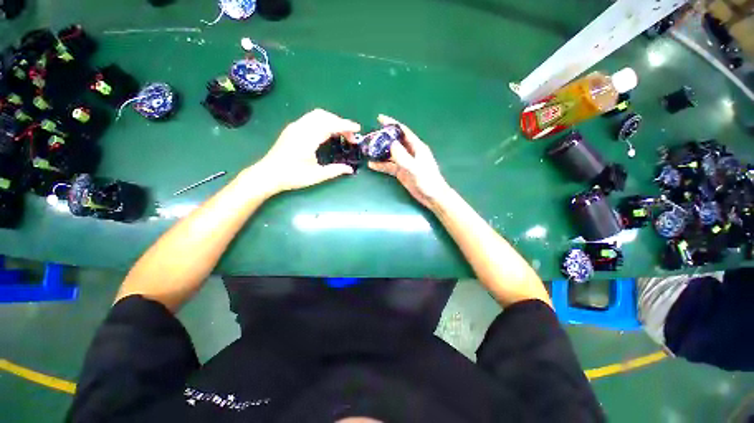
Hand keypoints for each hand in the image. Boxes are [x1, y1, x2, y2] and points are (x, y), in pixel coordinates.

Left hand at [256, 109, 360, 194]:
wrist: (268, 174)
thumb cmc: (292, 176)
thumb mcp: (316, 175)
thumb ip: (335, 170)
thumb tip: (350, 169)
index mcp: (307, 138)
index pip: (330, 125)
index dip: (345, 125)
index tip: (357, 129)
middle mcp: (300, 127)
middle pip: (324, 115)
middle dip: (340, 122)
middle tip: (350, 136)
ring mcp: (295, 127)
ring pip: (317, 115)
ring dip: (331, 121)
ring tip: (341, 134)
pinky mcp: (292, 129)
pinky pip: (311, 119)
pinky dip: (323, 122)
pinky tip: (328, 133)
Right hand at [368, 115, 451, 210]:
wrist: (432, 196)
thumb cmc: (427, 180)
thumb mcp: (414, 167)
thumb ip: (402, 156)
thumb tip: (390, 143)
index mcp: (416, 147)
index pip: (403, 131)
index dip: (392, 124)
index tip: (379, 119)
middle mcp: (410, 152)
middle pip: (395, 142)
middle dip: (383, 138)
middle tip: (370, 138)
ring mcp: (405, 163)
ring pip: (390, 154)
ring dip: (380, 152)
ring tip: (368, 150)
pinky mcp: (401, 172)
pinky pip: (389, 166)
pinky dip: (381, 165)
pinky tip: (372, 165)